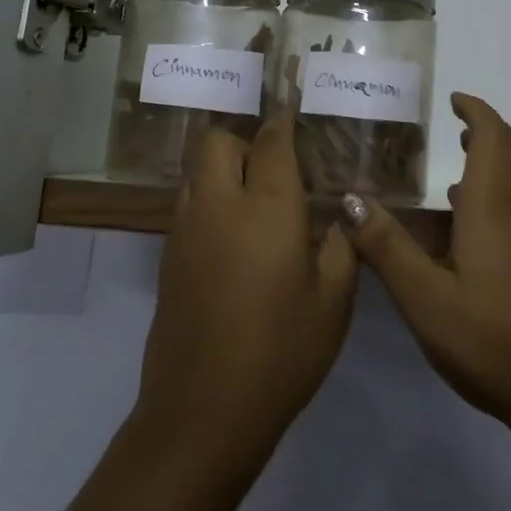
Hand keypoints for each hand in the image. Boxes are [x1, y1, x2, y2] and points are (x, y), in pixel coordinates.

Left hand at [134, 114, 358, 465]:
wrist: (202, 412)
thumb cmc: (280, 353)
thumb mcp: (333, 303)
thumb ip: (342, 247)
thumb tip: (342, 215)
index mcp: (267, 209)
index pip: (272, 142)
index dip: (283, 117)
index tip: (293, 98)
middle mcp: (219, 205)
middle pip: (218, 141)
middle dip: (245, 140)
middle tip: (275, 168)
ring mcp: (186, 230)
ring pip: (198, 169)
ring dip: (223, 167)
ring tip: (255, 198)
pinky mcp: (168, 256)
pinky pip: (188, 202)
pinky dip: (209, 198)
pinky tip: (233, 235)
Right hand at [342, 94, 510, 443]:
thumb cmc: (488, 344)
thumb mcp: (422, 299)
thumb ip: (386, 246)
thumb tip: (351, 200)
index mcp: (493, 207)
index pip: (492, 136)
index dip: (477, 111)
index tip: (457, 102)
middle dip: (494, 133)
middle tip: (463, 142)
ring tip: (492, 175)